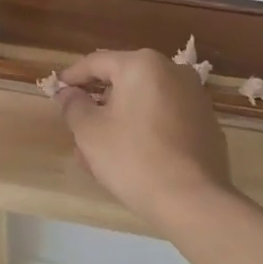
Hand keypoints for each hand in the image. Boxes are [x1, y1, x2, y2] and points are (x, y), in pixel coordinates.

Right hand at [55, 49, 232, 225]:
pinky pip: (164, 117)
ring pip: (144, 101)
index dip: (72, 77)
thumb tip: (68, 93)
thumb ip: (73, 105)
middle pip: (123, 81)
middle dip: (97, 102)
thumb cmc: (133, 158)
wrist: (192, 200)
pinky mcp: (206, 123)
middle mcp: (173, 72)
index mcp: (142, 65)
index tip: (56, 91)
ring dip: (119, 118)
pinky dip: (144, 128)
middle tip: (76, 124)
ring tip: (99, 149)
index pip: (96, 62)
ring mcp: (195, 97)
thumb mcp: (89, 132)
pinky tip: (130, 155)